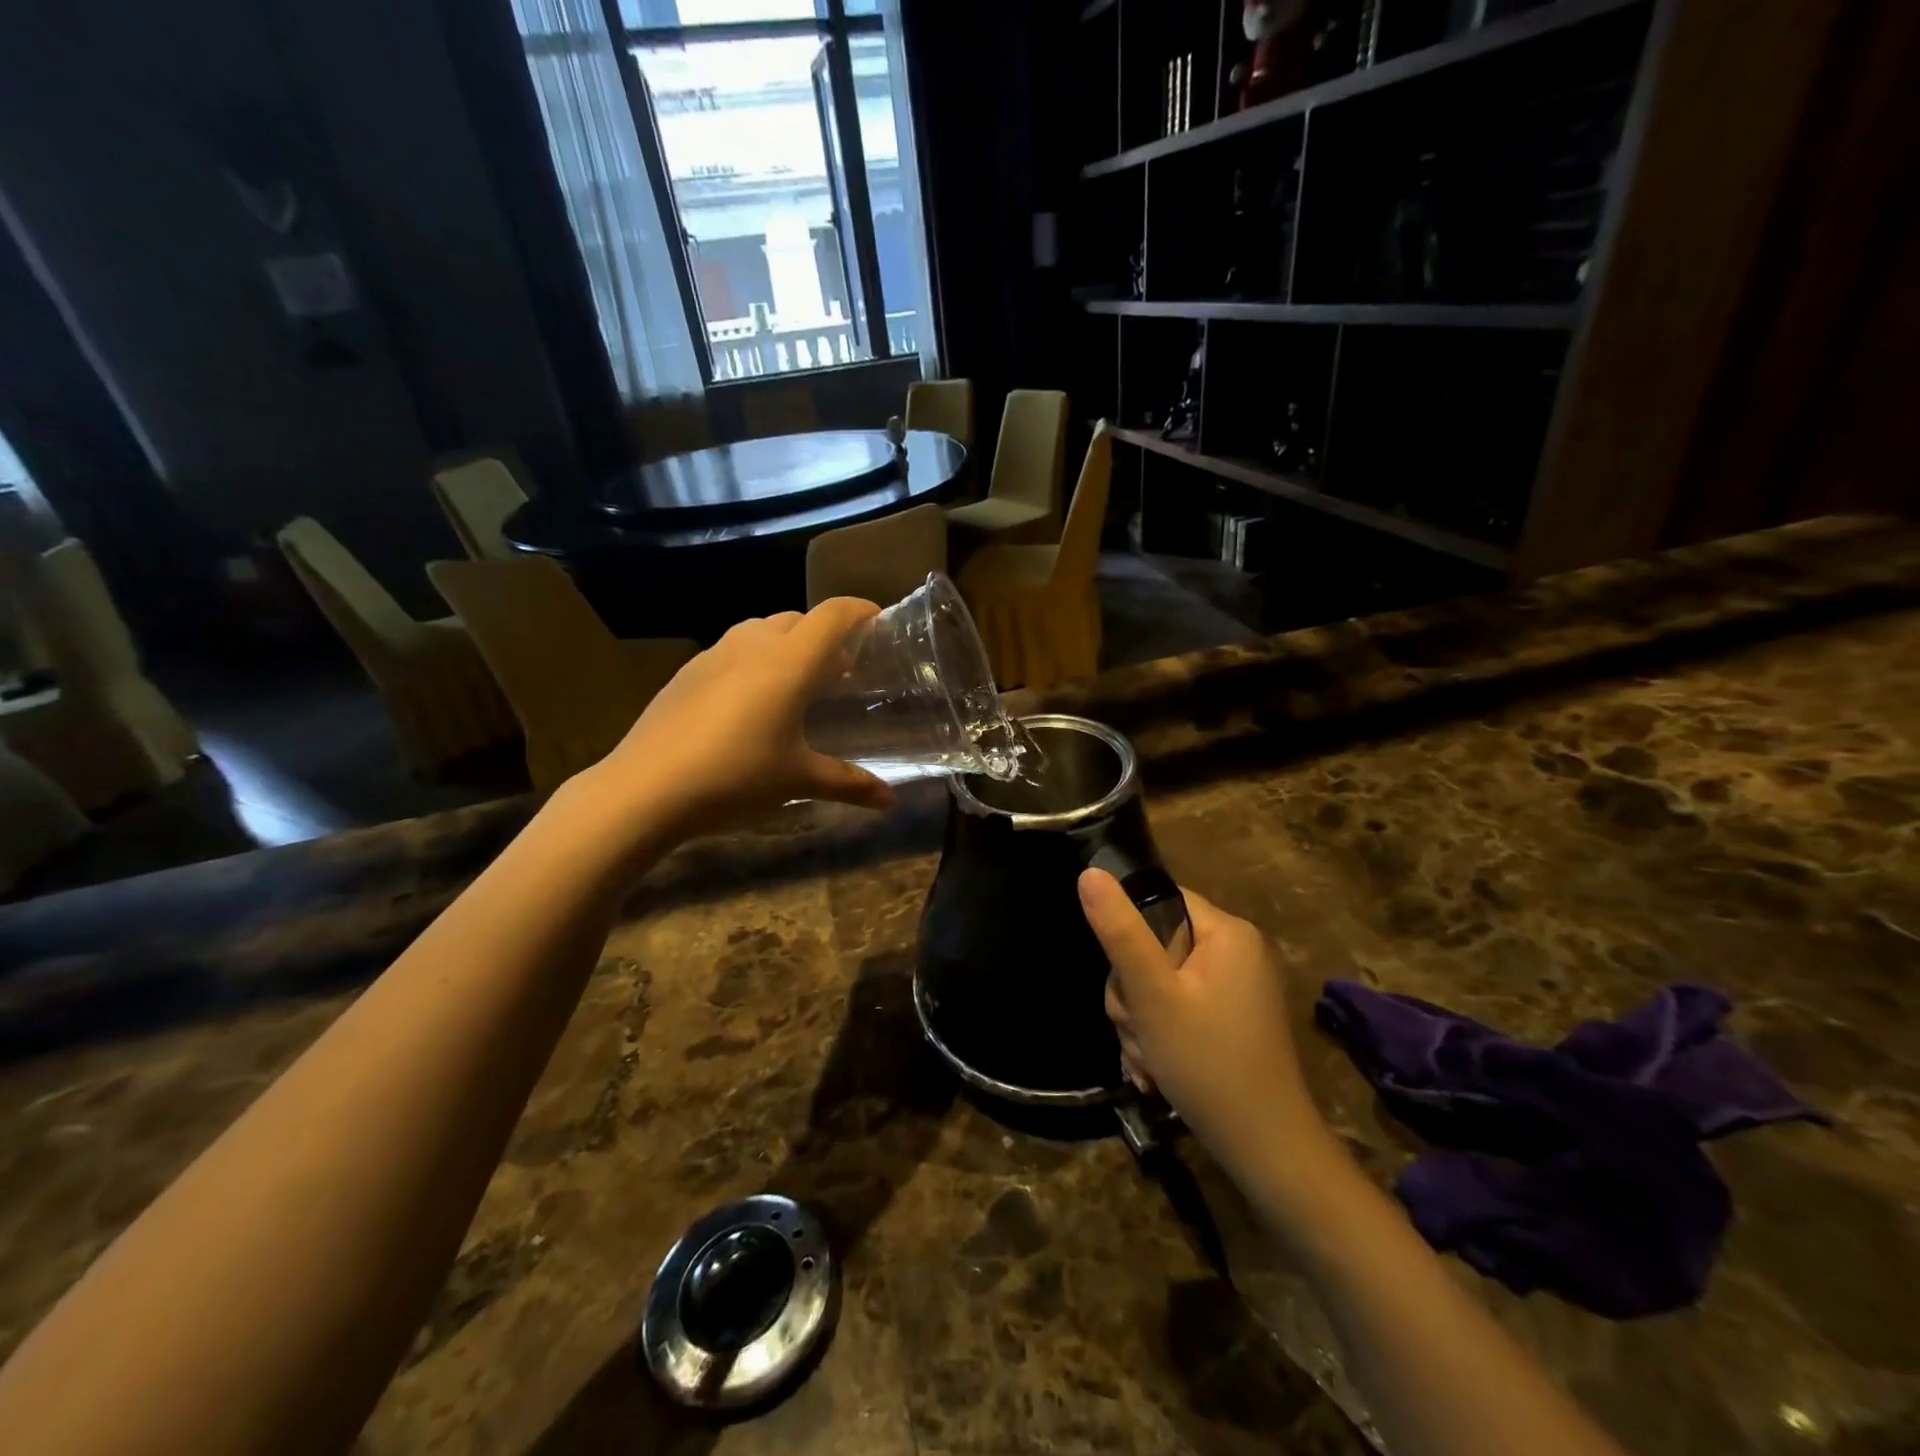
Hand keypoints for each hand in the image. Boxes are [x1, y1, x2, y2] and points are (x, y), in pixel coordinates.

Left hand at [580, 599, 895, 839]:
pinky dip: (754, 661)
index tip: (879, 621)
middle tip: (841, 668)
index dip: (860, 610)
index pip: (833, 615)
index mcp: (789, 662)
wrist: (645, 788)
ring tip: (796, 682)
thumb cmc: (736, 777)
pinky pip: (732, 651)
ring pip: (761, 631)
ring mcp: (714, 655)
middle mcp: (753, 645)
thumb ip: (849, 783)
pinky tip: (749, 702)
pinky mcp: (686, 672)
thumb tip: (890, 802)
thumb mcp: (798, 781)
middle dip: (824, 635)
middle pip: (798, 619)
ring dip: (786, 645)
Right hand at [1081, 870, 1329, 1184]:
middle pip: (1154, 946)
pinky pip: (1177, 1008)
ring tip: (1148, 1059)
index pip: (1159, 900)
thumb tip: (1089, 873)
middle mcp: (1236, 952)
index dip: (1129, 934)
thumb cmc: (1208, 1064)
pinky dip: (1159, 1036)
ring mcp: (1234, 988)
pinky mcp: (1229, 1019)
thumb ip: (1120, 932)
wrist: (1267, 1152)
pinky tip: (1155, 1070)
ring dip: (1140, 1021)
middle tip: (1138, 1030)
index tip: (1127, 980)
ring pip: (1159, 982)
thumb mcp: (1153, 995)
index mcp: (1227, 932)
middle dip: (1133, 993)